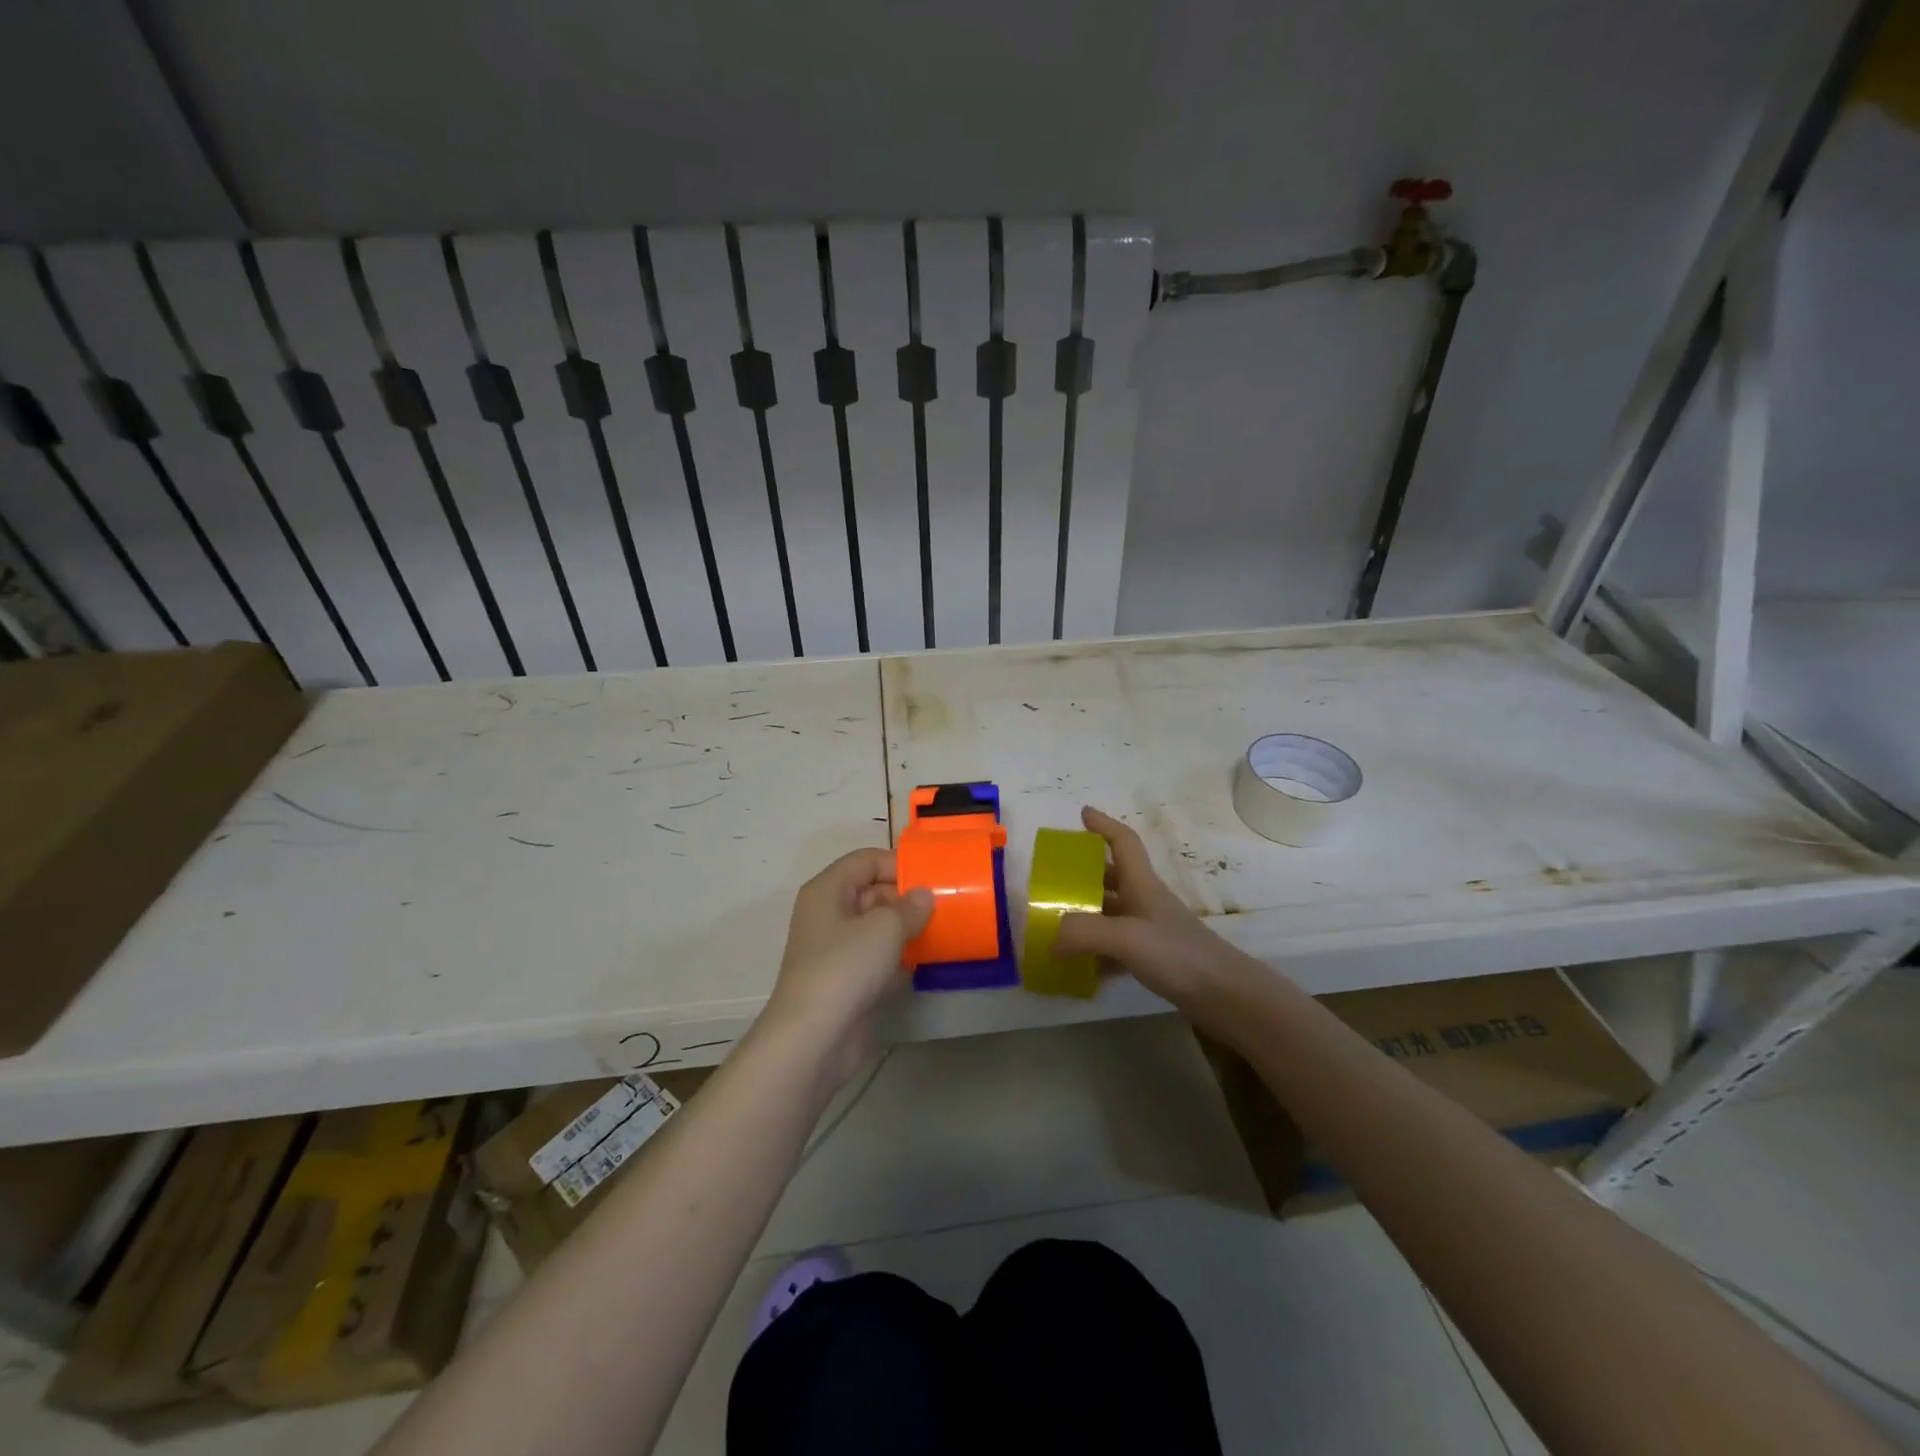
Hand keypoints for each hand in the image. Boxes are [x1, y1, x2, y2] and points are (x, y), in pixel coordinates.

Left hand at [761, 848, 933, 1084]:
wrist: (814, 1038)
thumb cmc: (845, 967)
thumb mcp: (885, 928)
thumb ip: (910, 907)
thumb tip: (924, 896)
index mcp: (828, 891)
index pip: (865, 860)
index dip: (898, 864)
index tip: (932, 878)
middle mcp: (828, 915)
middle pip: (871, 892)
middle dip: (907, 898)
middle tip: (944, 906)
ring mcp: (836, 950)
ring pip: (876, 928)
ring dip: (907, 929)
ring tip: (944, 930)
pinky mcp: (846, 981)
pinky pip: (878, 958)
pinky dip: (900, 959)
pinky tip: (928, 963)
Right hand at [1054, 807, 1247, 1018]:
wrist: (1224, 996)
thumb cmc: (1178, 954)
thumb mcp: (1127, 938)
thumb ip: (1083, 932)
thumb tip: (1050, 938)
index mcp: (1141, 884)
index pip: (1123, 842)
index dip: (1103, 825)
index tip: (1082, 814)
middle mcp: (1144, 901)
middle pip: (1111, 877)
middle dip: (1082, 875)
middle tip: (1053, 883)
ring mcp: (1150, 931)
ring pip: (1111, 913)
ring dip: (1086, 916)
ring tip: (1055, 926)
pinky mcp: (1153, 959)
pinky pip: (1116, 947)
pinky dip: (1096, 952)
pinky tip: (1079, 968)